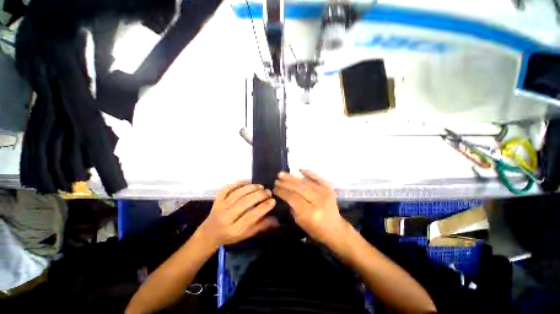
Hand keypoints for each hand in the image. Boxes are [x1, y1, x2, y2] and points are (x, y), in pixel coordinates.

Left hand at [198, 182, 278, 245]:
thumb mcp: (247, 235)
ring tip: (261, 186)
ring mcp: (220, 206)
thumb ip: (261, 226)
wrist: (210, 233)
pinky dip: (238, 183)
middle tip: (268, 192)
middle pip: (244, 203)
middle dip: (259, 195)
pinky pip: (227, 188)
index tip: (273, 201)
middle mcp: (226, 217)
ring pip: (237, 194)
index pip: (251, 216)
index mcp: (235, 229)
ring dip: (251, 188)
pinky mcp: (217, 199)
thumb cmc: (231, 236)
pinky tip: (247, 183)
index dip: (263, 207)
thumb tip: (277, 219)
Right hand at [274, 170, 346, 243]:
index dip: (282, 192)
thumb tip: (285, 193)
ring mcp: (325, 193)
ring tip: (282, 174)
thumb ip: (292, 207)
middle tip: (277, 179)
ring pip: (305, 182)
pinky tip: (299, 169)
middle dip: (285, 183)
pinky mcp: (329, 188)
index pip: (292, 197)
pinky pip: (317, 178)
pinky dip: (308, 173)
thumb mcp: (300, 222)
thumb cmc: (316, 229)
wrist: (335, 228)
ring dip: (292, 177)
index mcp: (310, 212)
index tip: (275, 189)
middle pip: (298, 188)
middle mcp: (317, 200)